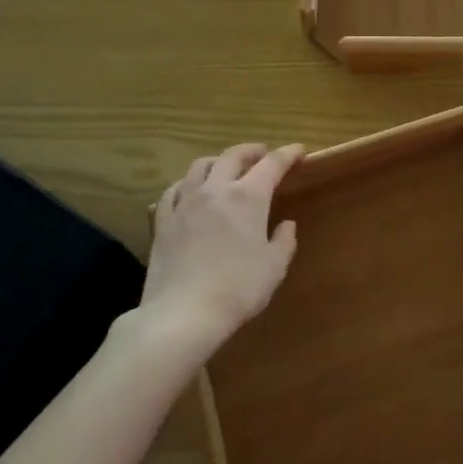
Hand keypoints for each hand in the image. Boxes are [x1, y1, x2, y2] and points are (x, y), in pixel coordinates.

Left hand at [140, 142, 304, 361]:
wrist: (183, 313)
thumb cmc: (238, 289)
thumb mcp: (274, 267)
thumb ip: (284, 241)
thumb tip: (286, 224)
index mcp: (248, 197)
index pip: (272, 164)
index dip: (287, 154)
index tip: (298, 150)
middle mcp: (215, 189)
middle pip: (233, 156)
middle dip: (251, 151)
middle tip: (262, 153)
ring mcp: (185, 202)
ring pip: (200, 166)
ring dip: (218, 161)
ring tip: (226, 167)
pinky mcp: (164, 220)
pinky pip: (175, 189)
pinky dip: (188, 183)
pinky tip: (190, 191)